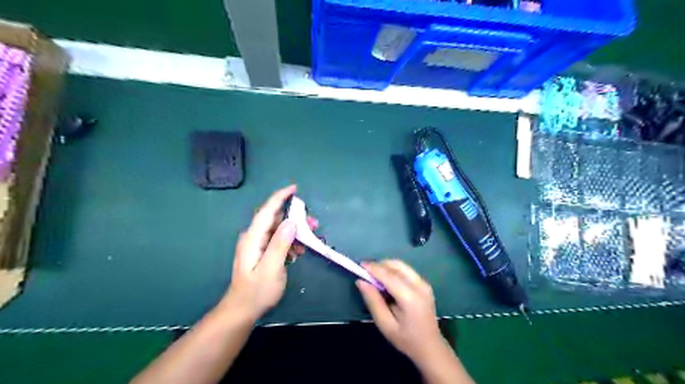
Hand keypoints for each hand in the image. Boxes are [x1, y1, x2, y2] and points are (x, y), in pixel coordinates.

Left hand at [221, 185, 312, 322]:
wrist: (242, 310)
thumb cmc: (257, 291)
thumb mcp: (271, 269)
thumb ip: (280, 244)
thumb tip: (291, 222)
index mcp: (253, 238)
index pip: (267, 211)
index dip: (280, 197)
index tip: (294, 188)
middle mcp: (254, 237)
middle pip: (275, 218)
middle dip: (295, 217)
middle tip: (314, 222)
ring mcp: (257, 245)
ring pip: (279, 229)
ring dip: (295, 230)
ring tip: (311, 237)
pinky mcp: (262, 252)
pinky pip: (278, 239)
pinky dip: (290, 241)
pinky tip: (299, 250)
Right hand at [355, 261, 447, 362]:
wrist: (430, 347)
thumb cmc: (406, 339)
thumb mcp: (385, 325)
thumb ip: (373, 301)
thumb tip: (361, 281)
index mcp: (410, 298)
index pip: (389, 276)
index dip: (374, 268)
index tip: (360, 265)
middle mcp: (419, 286)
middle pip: (397, 266)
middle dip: (380, 265)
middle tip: (366, 272)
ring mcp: (424, 283)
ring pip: (402, 266)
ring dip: (387, 267)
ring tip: (375, 277)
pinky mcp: (424, 283)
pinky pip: (406, 270)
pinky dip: (394, 271)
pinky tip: (387, 281)